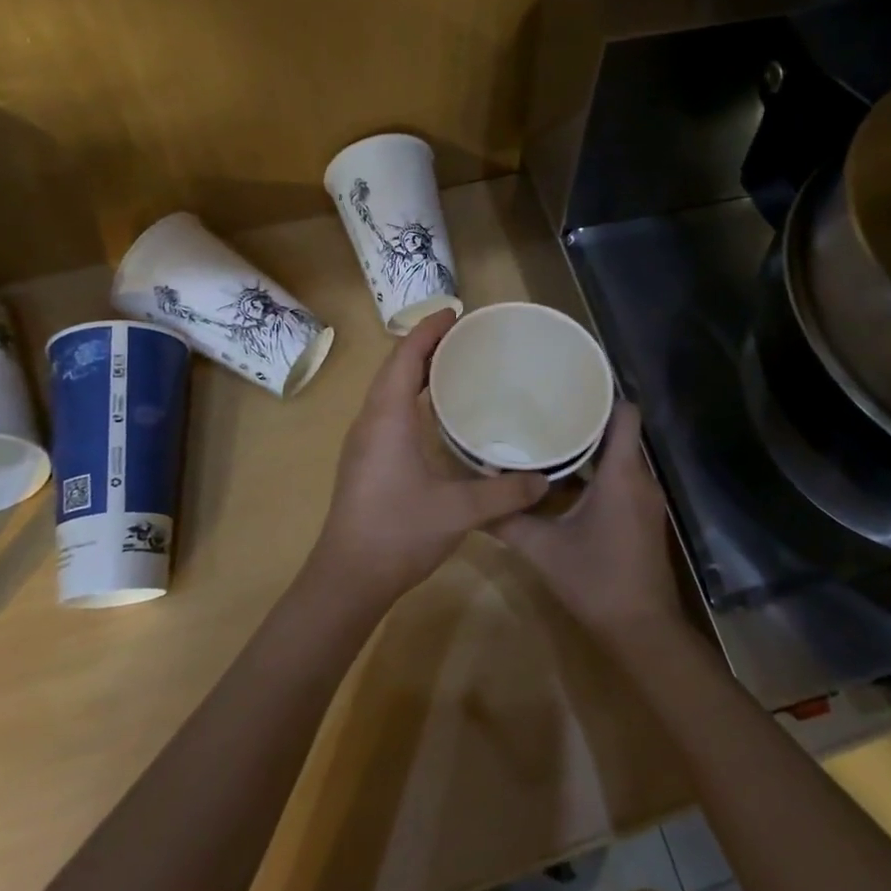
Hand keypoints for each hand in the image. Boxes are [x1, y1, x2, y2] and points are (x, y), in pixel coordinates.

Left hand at [309, 310, 547, 605]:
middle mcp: (370, 421)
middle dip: (425, 346)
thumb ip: (504, 494)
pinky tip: (434, 415)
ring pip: (387, 391)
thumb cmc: (398, 532)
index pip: (405, 357)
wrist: (347, 577)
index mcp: (388, 418)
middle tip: (463, 337)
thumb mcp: (458, 511)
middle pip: (394, 368)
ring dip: (415, 371)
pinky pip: (386, 411)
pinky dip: (409, 397)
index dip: (428, 330)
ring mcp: (362, 442)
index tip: (454, 313)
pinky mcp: (363, 461)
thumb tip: (544, 480)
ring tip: (452, 366)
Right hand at [491, 404, 682, 644]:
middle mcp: (640, 479)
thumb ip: (508, 520)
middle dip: (587, 418)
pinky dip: (599, 470)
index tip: (570, 386)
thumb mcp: (543, 549)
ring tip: (552, 435)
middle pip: (620, 432)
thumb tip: (473, 498)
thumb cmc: (596, 580)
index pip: (626, 414)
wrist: (642, 630)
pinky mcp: (643, 517)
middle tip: (547, 408)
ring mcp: (645, 499)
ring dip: (592, 445)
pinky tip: (566, 478)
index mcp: (622, 474)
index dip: (604, 394)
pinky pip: (623, 478)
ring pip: (621, 456)